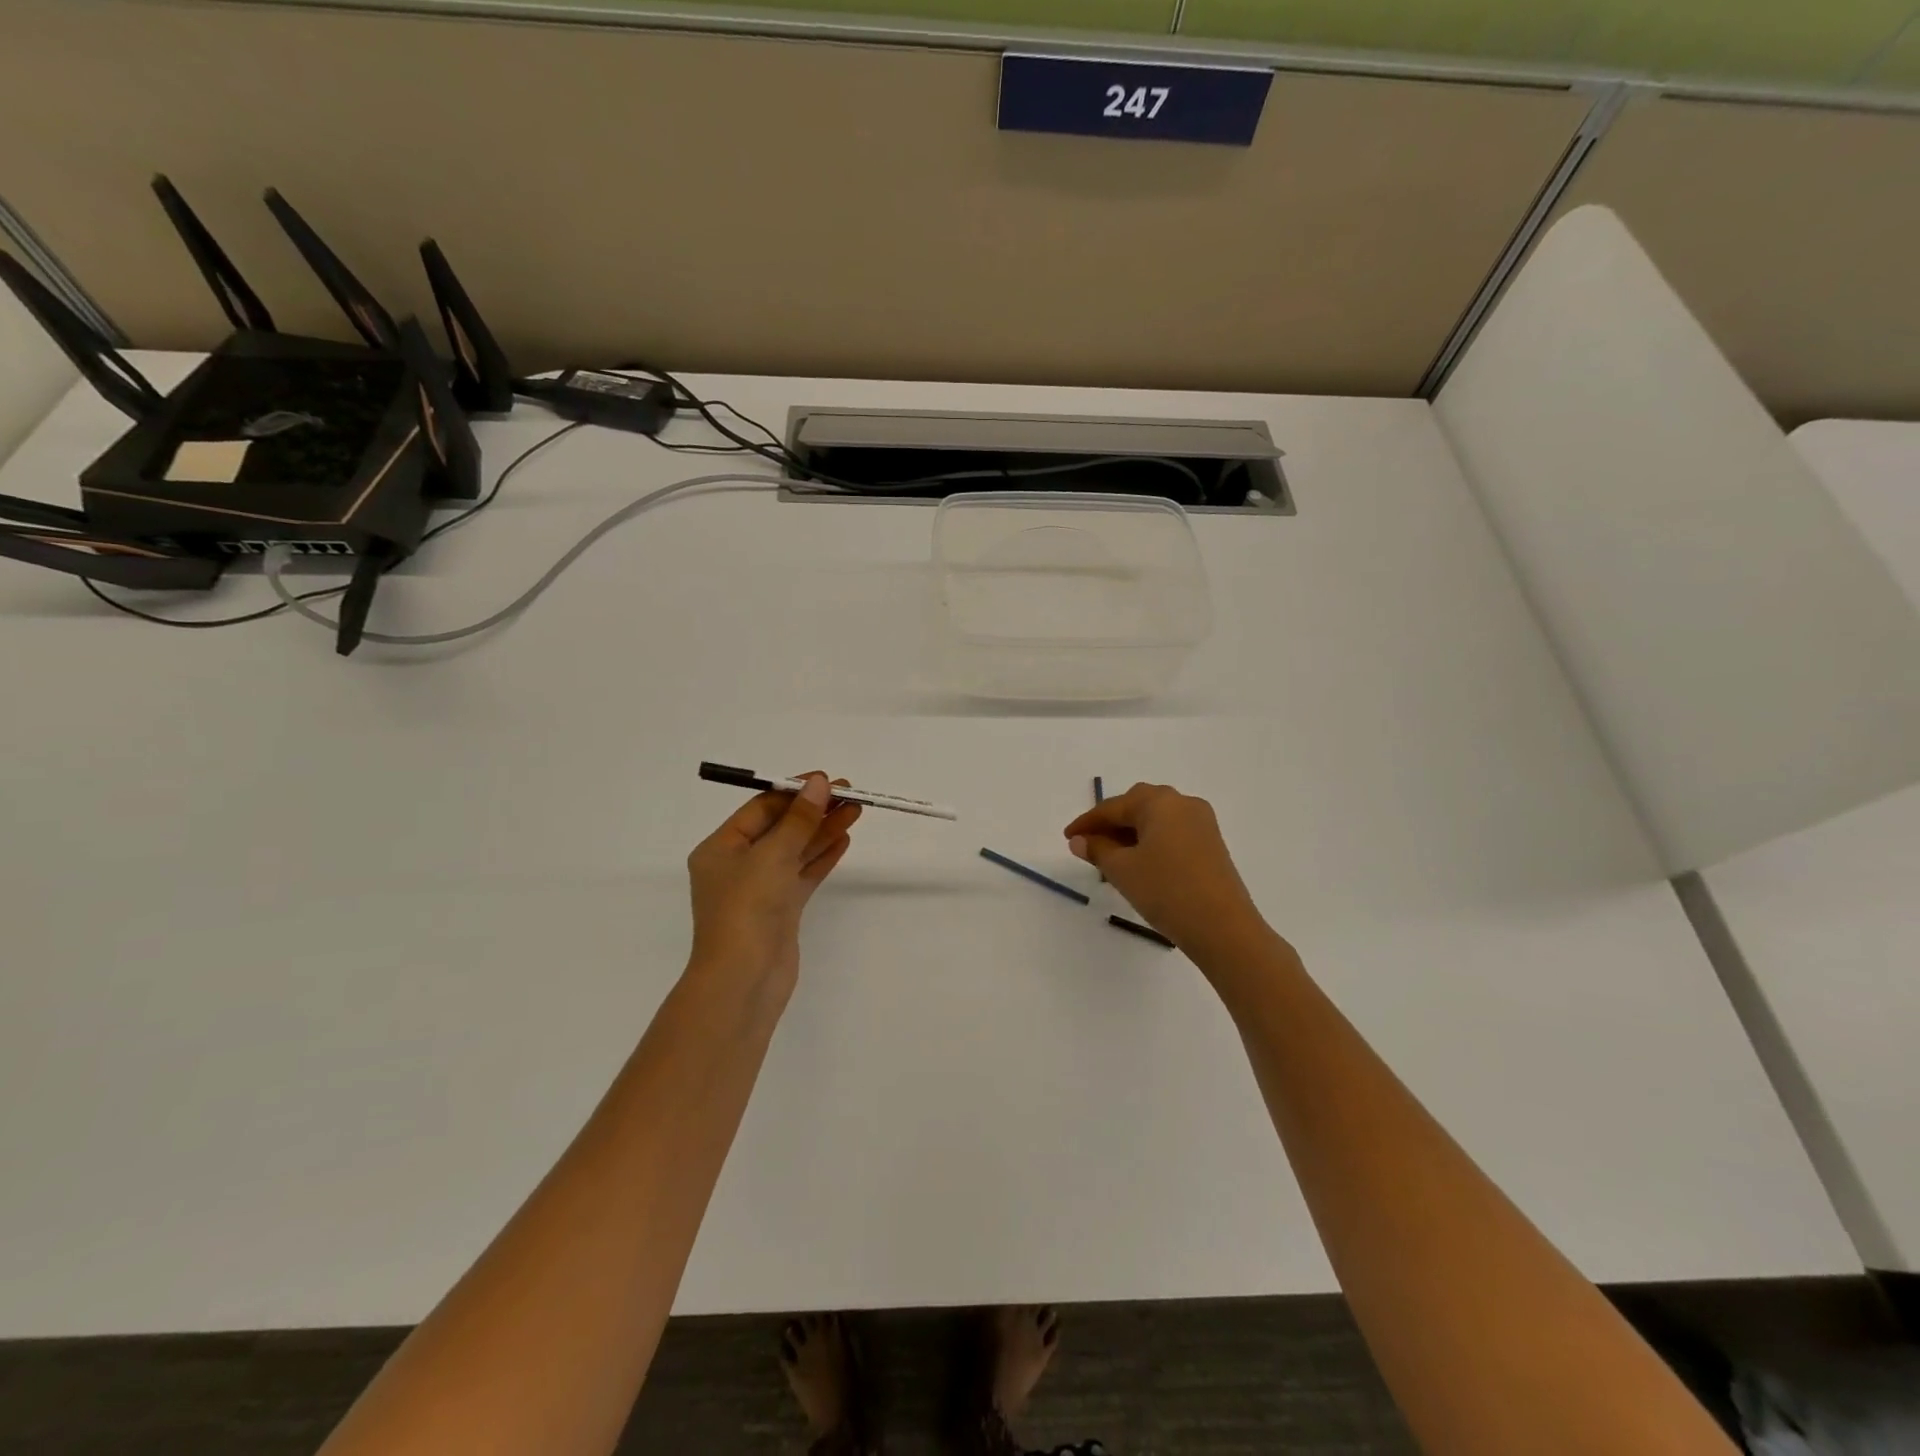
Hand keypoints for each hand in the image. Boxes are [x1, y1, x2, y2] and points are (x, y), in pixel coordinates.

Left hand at [686, 772, 861, 995]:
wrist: (744, 981)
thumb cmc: (747, 910)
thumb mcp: (772, 855)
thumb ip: (799, 819)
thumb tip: (818, 783)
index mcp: (721, 848)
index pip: (761, 809)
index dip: (795, 792)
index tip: (827, 781)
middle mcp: (738, 865)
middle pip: (781, 828)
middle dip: (814, 810)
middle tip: (850, 794)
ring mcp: (760, 889)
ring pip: (796, 851)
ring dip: (823, 831)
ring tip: (856, 812)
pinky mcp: (780, 910)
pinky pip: (803, 874)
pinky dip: (822, 857)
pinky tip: (844, 840)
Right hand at [1063, 783, 1267, 957]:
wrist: (1223, 928)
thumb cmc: (1166, 891)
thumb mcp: (1122, 870)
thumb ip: (1097, 850)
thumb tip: (1079, 840)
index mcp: (1160, 801)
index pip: (1113, 807)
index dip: (1087, 823)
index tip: (1067, 837)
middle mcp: (1183, 803)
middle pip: (1137, 806)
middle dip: (1111, 824)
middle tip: (1089, 845)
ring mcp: (1202, 823)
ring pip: (1156, 820)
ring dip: (1131, 834)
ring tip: (1110, 858)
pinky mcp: (1212, 845)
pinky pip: (1172, 833)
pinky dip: (1151, 843)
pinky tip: (1139, 864)